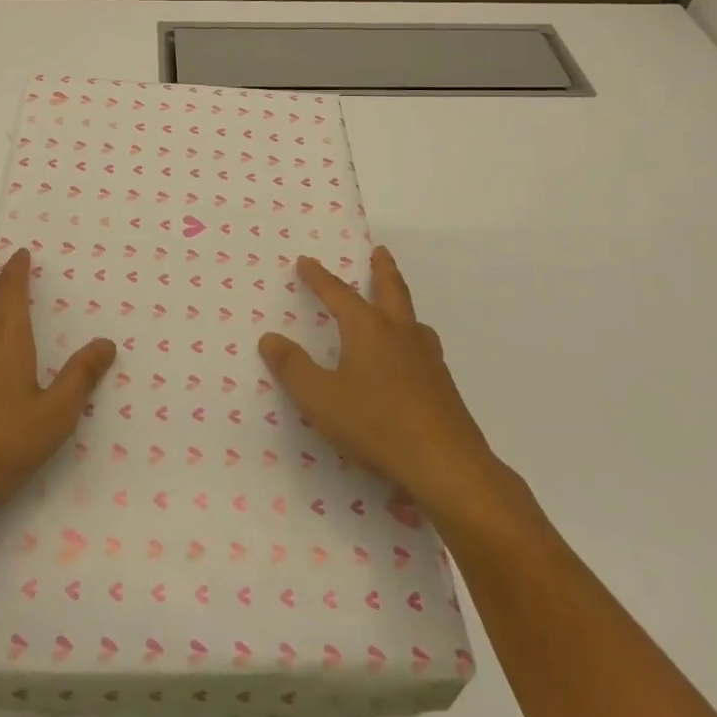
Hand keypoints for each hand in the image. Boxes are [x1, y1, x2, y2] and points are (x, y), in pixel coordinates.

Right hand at [258, 245, 506, 522]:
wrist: (446, 465)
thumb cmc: (376, 425)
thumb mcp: (320, 399)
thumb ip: (293, 367)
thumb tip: (270, 338)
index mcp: (368, 329)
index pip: (338, 294)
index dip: (319, 277)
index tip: (306, 261)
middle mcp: (400, 333)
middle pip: (391, 289)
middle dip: (381, 269)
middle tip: (379, 251)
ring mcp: (427, 357)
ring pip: (412, 317)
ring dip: (400, 301)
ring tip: (394, 303)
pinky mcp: (442, 383)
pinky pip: (423, 345)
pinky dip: (412, 335)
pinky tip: (410, 357)